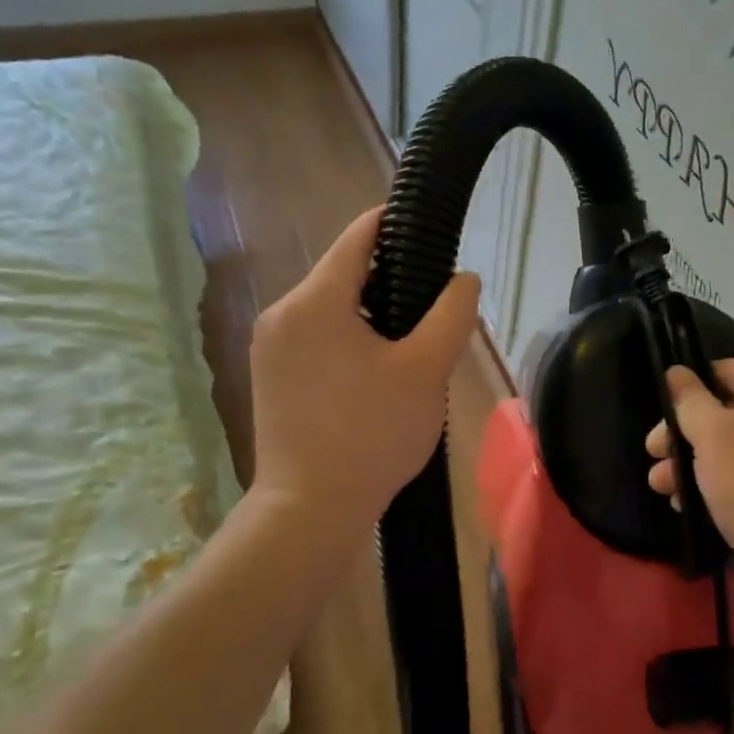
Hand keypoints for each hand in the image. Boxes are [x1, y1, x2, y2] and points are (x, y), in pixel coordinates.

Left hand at [250, 208, 480, 531]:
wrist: (308, 511)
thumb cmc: (371, 435)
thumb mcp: (425, 371)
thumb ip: (451, 313)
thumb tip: (464, 279)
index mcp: (314, 301)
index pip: (359, 236)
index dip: (396, 222)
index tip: (431, 227)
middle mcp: (281, 313)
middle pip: (343, 272)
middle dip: (389, 276)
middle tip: (434, 302)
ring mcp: (269, 346)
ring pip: (330, 306)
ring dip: (369, 310)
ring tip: (411, 339)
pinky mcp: (270, 374)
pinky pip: (315, 334)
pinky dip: (347, 335)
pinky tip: (376, 367)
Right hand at [645, 361, 733, 610]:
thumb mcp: (714, 438)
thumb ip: (689, 400)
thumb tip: (676, 372)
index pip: (727, 371)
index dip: (688, 393)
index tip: (659, 421)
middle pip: (732, 409)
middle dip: (687, 435)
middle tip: (653, 455)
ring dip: (697, 463)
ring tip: (661, 486)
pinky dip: (725, 482)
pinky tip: (688, 503)